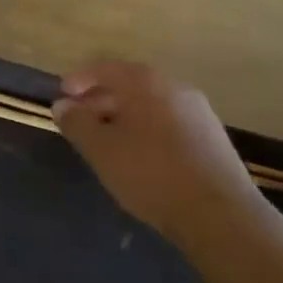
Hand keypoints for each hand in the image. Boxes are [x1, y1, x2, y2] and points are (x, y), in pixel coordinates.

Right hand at [53, 61, 262, 240]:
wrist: (220, 214)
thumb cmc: (150, 173)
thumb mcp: (101, 149)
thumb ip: (77, 123)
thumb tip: (62, 105)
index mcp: (145, 82)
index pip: (105, 68)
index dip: (80, 80)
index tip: (63, 95)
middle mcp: (174, 87)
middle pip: (129, 84)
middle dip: (101, 99)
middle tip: (80, 120)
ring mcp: (198, 112)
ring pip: (150, 104)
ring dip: (124, 116)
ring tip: (107, 141)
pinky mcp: (212, 138)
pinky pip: (169, 122)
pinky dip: (147, 129)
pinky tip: (139, 155)